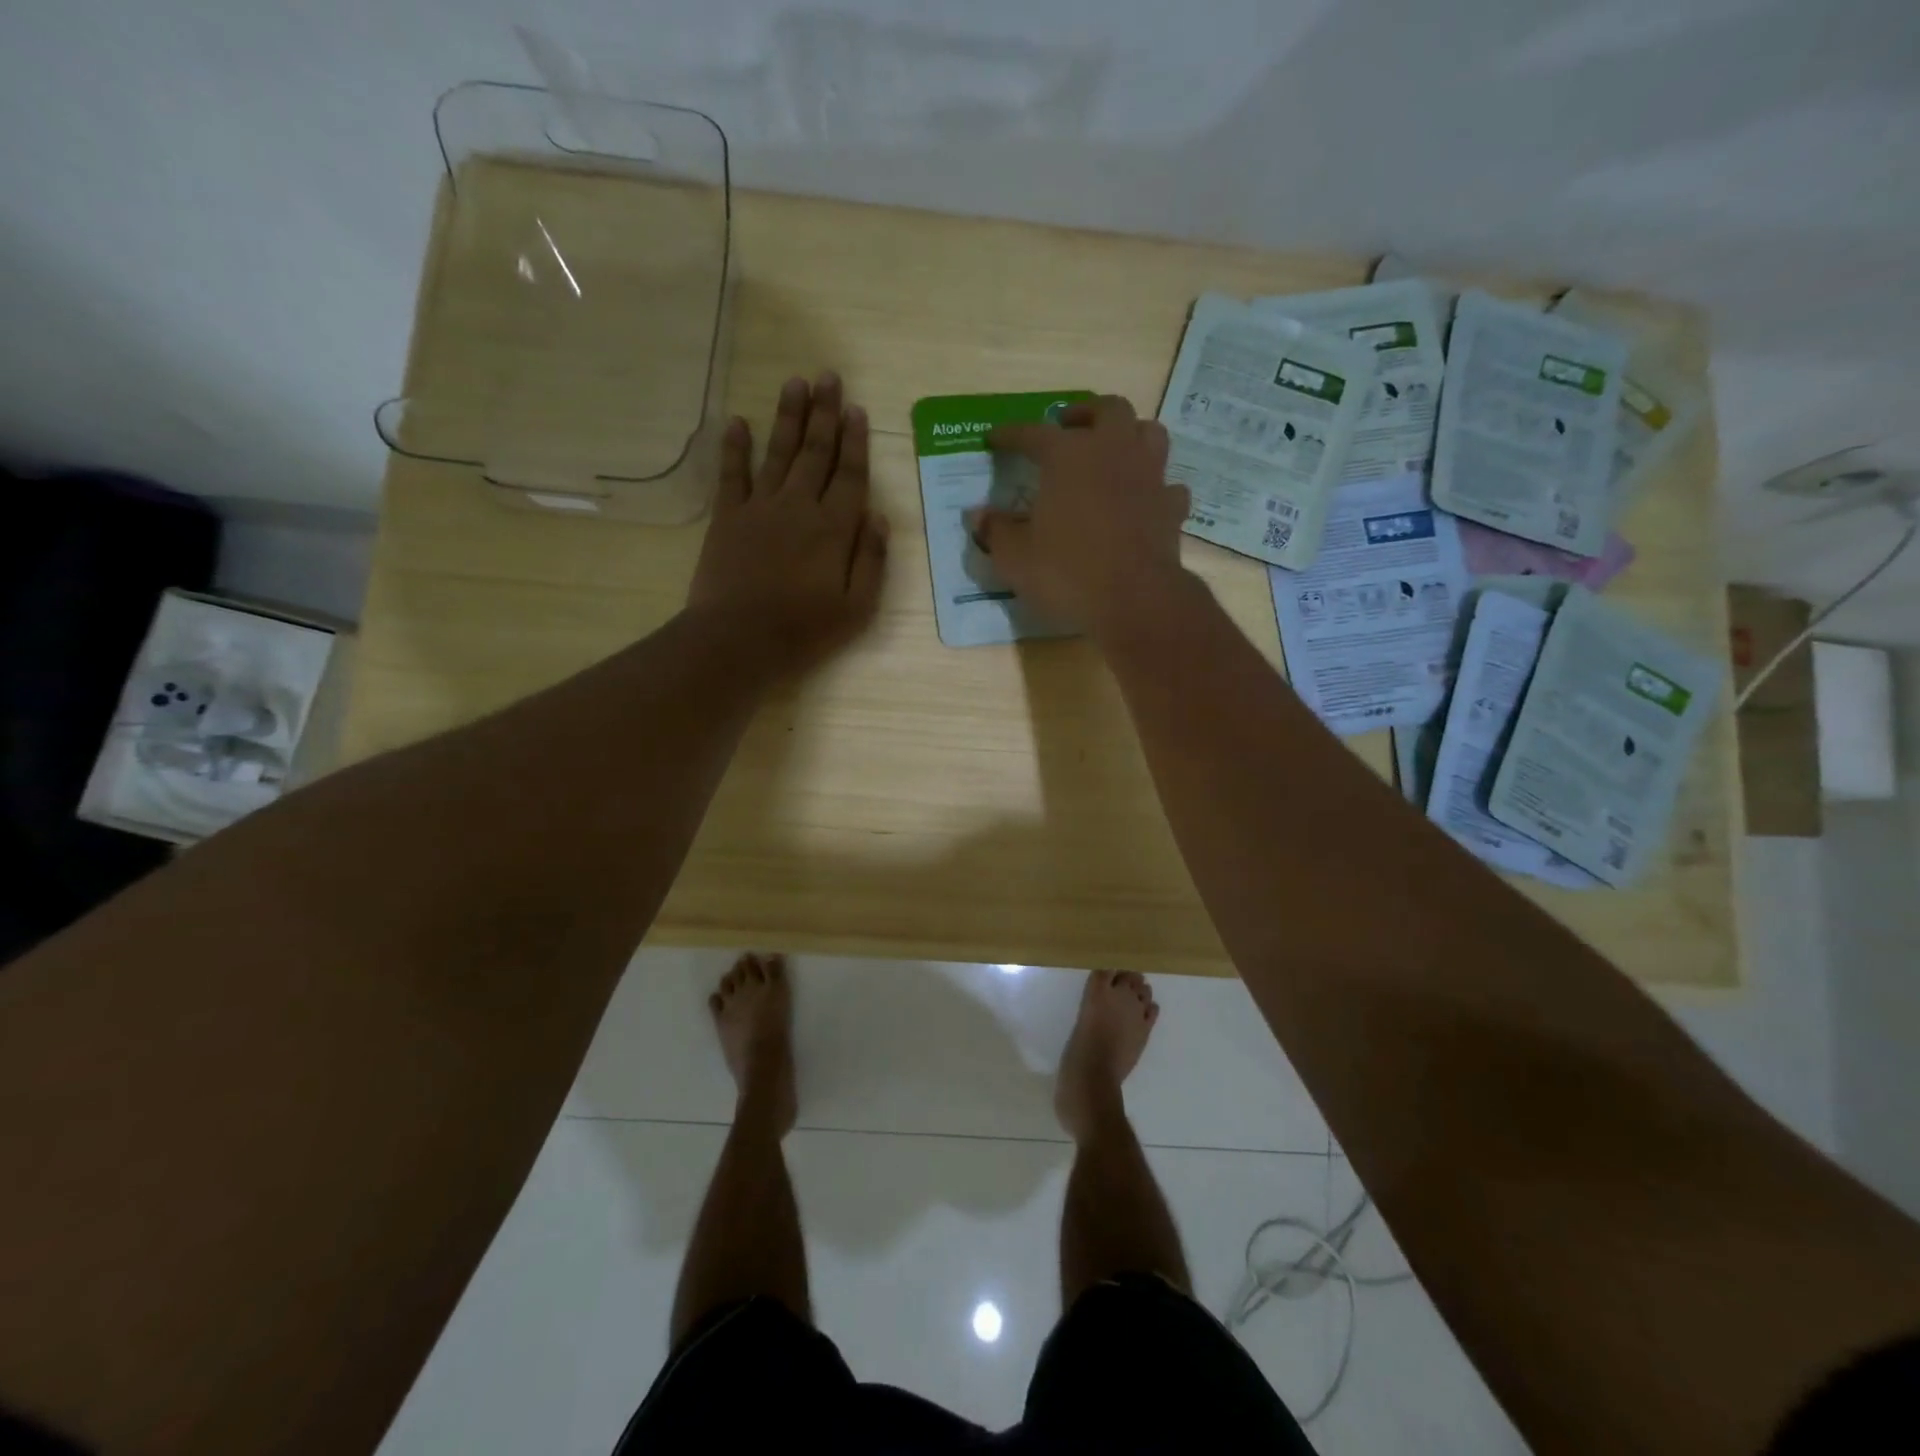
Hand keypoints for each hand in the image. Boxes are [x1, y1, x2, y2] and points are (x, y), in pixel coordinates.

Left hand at [687, 372, 889, 675]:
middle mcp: (799, 506)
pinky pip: (732, 474)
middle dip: (824, 413)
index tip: (857, 409)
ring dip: (788, 417)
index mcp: (834, 528)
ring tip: (795, 383)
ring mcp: (760, 507)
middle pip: (815, 453)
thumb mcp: (857, 607)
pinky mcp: (727, 518)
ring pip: (778, 453)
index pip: (850, 475)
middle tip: (828, 377)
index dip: (855, 441)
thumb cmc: (804, 630)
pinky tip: (739, 421)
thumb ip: (871, 560)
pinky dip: (735, 447)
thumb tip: (880, 517)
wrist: (738, 639)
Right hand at [972, 395, 1192, 638]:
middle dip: (1084, 413)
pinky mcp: (1172, 508)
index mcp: (1068, 456)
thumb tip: (978, 516)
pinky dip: (1154, 486)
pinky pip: (1167, 485)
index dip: (1011, 434)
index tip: (994, 439)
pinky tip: (1143, 499)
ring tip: (1112, 451)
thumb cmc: (1067, 573)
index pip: (1033, 433)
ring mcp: (1149, 477)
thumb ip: (996, 532)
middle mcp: (1113, 452)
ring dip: (1129, 435)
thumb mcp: (1015, 558)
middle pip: (1107, 410)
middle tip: (1067, 427)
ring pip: (1148, 433)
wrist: (1134, 600)